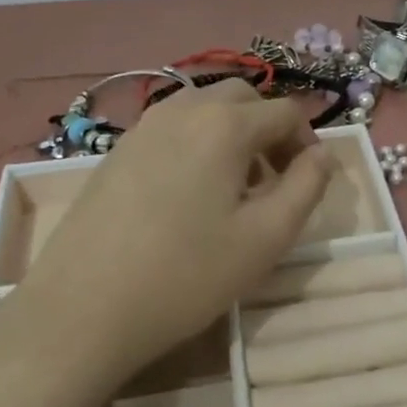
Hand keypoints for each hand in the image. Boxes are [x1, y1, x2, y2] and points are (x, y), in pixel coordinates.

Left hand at [10, 79, 332, 381]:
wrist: (84, 308)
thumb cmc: (186, 275)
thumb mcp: (266, 238)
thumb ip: (307, 187)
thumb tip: (322, 155)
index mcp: (225, 124)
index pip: (285, 112)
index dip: (308, 142)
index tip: (308, 182)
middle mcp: (183, 109)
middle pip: (243, 98)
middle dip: (269, 128)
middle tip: (274, 178)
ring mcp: (143, 126)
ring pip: (203, 107)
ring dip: (232, 132)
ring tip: (233, 186)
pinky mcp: (117, 149)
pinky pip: (172, 127)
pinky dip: (197, 141)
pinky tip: (189, 192)